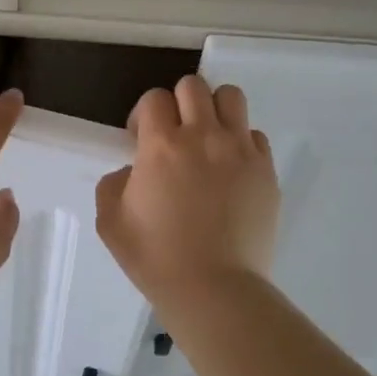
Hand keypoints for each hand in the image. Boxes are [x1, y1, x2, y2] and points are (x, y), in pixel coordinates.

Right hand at [95, 74, 278, 308]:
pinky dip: (240, 143)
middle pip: (193, 86)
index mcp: (161, 145)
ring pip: (231, 98)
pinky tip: (231, 170)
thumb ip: (112, 184)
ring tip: (208, 140)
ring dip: (214, 110)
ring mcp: (240, 151)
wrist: (214, 289)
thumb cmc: (155, 257)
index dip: (144, 115)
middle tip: (174, 135)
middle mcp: (203, 136)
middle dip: (178, 103)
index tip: (140, 140)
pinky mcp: (266, 170)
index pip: (154, 98)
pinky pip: (255, 136)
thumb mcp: (110, 222)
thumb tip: (132, 171)